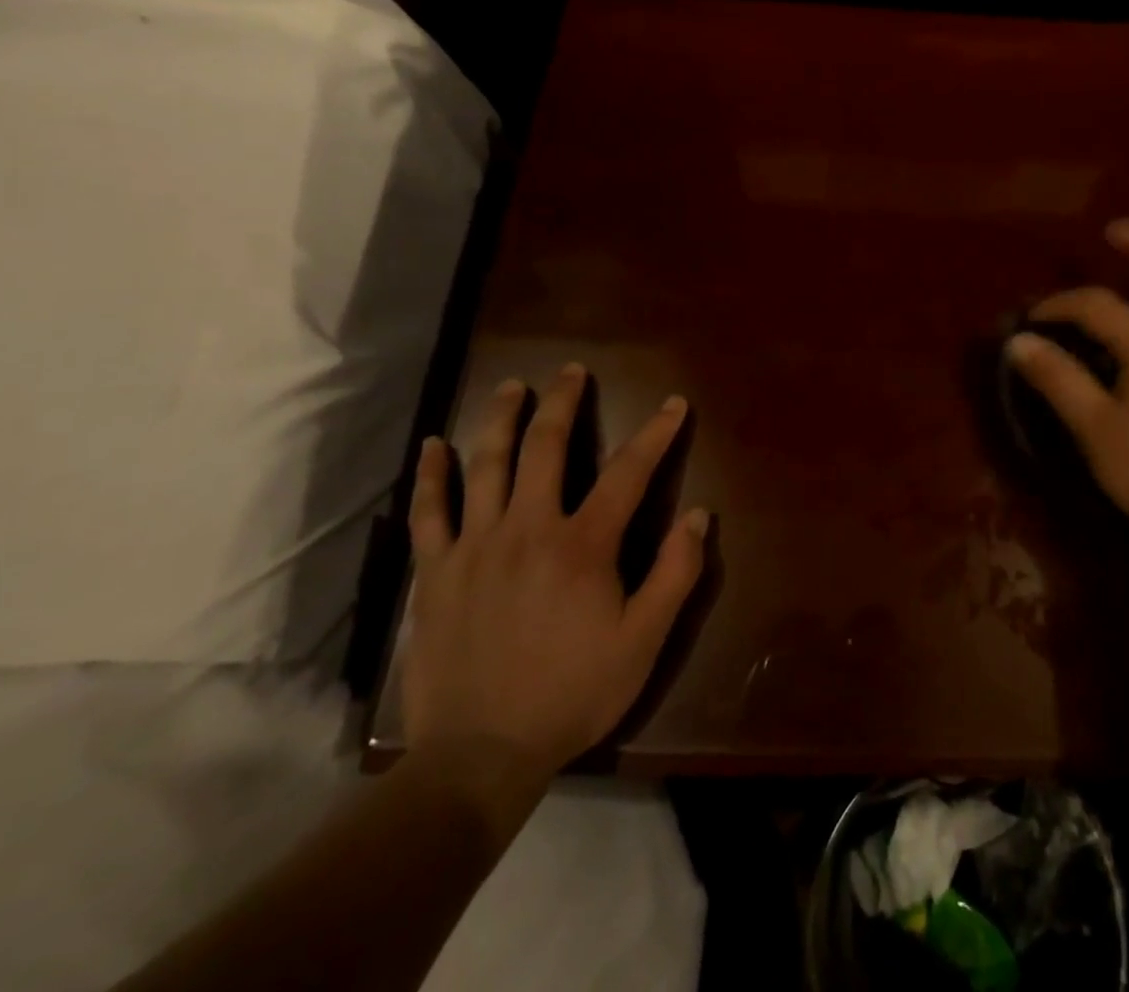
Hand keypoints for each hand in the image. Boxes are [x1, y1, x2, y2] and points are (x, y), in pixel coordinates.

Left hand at [403, 367, 707, 821]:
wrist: (480, 756)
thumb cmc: (572, 693)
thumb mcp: (644, 641)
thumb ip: (675, 573)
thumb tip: (699, 515)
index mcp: (583, 544)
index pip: (629, 471)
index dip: (656, 433)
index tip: (673, 405)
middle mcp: (528, 528)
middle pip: (547, 447)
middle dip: (564, 402)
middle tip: (572, 370)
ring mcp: (476, 546)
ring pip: (487, 465)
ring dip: (502, 419)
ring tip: (513, 386)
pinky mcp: (435, 572)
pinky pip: (429, 513)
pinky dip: (432, 476)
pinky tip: (433, 446)